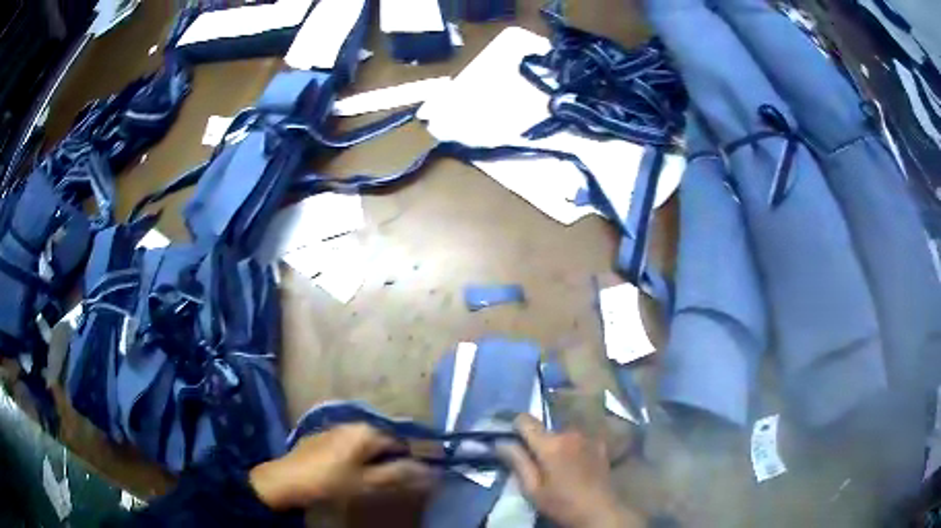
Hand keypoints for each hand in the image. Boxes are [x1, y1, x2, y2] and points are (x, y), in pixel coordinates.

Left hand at [249, 424, 432, 510]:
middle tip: (387, 482)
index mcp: (367, 431)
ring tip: (368, 480)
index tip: (410, 479)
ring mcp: (334, 428)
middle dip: (389, 460)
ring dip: (372, 459)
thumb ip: (399, 475)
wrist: (285, 480)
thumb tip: (430, 471)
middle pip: (382, 441)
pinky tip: (346, 473)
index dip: (410, 461)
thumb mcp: (368, 483)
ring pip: (364, 443)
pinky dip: (355, 457)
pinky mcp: (321, 436)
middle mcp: (352, 423)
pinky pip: (348, 445)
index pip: (401, 442)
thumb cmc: (330, 482)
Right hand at [498, 415, 642, 527]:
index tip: (510, 438)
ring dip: (556, 443)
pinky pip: (579, 439)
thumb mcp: (532, 489)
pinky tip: (575, 464)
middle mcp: (569, 433)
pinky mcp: (600, 444)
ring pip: (562, 433)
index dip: (514, 426)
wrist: (600, 511)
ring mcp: (587, 437)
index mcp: (550, 443)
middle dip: (537, 440)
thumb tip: (501, 442)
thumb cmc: (562, 503)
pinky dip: (573, 446)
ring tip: (557, 465)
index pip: (525, 420)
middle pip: (545, 428)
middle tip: (535, 461)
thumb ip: (517, 462)